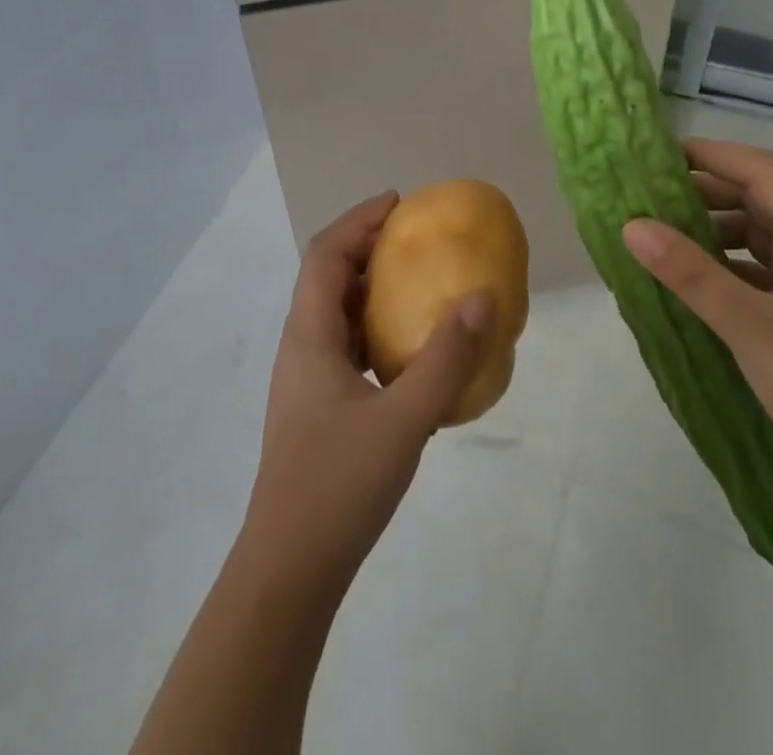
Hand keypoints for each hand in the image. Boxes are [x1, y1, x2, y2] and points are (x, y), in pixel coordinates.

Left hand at [240, 191, 493, 598]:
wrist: (290, 568)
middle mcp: (302, 346)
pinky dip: (374, 328)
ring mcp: (307, 378)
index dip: (358, 220)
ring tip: (416, 282)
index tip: (398, 203)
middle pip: (328, 276)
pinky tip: (407, 349)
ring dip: (370, 287)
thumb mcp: (404, 418)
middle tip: (413, 236)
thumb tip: (482, 298)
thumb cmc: (339, 484)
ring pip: (336, 312)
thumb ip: (446, 359)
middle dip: (367, 246)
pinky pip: (345, 345)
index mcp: (310, 335)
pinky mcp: (318, 406)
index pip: (325, 253)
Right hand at [622, 139, 772, 510]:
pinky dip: (726, 262)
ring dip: (714, 227)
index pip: (764, 172)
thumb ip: (690, 273)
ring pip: (761, 234)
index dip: (713, 155)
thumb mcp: (750, 327)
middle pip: (762, 198)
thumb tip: (632, 225)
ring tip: (662, 231)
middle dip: (706, 190)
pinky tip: (692, 276)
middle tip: (649, 193)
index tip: (659, 155)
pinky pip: (761, 268)